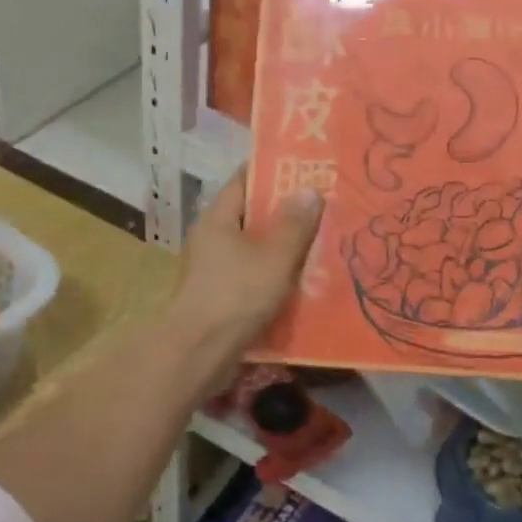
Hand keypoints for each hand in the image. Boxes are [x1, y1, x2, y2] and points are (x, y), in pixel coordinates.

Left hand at [170, 168, 322, 359]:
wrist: (198, 354)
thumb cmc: (236, 296)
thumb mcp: (275, 257)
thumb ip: (294, 224)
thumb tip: (309, 190)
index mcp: (218, 218)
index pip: (244, 180)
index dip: (273, 171)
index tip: (306, 167)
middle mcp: (212, 238)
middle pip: (252, 215)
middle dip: (286, 211)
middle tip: (324, 205)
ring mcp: (213, 268)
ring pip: (255, 247)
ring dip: (284, 245)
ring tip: (322, 240)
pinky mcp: (220, 296)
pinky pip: (253, 274)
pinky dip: (276, 273)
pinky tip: (304, 279)